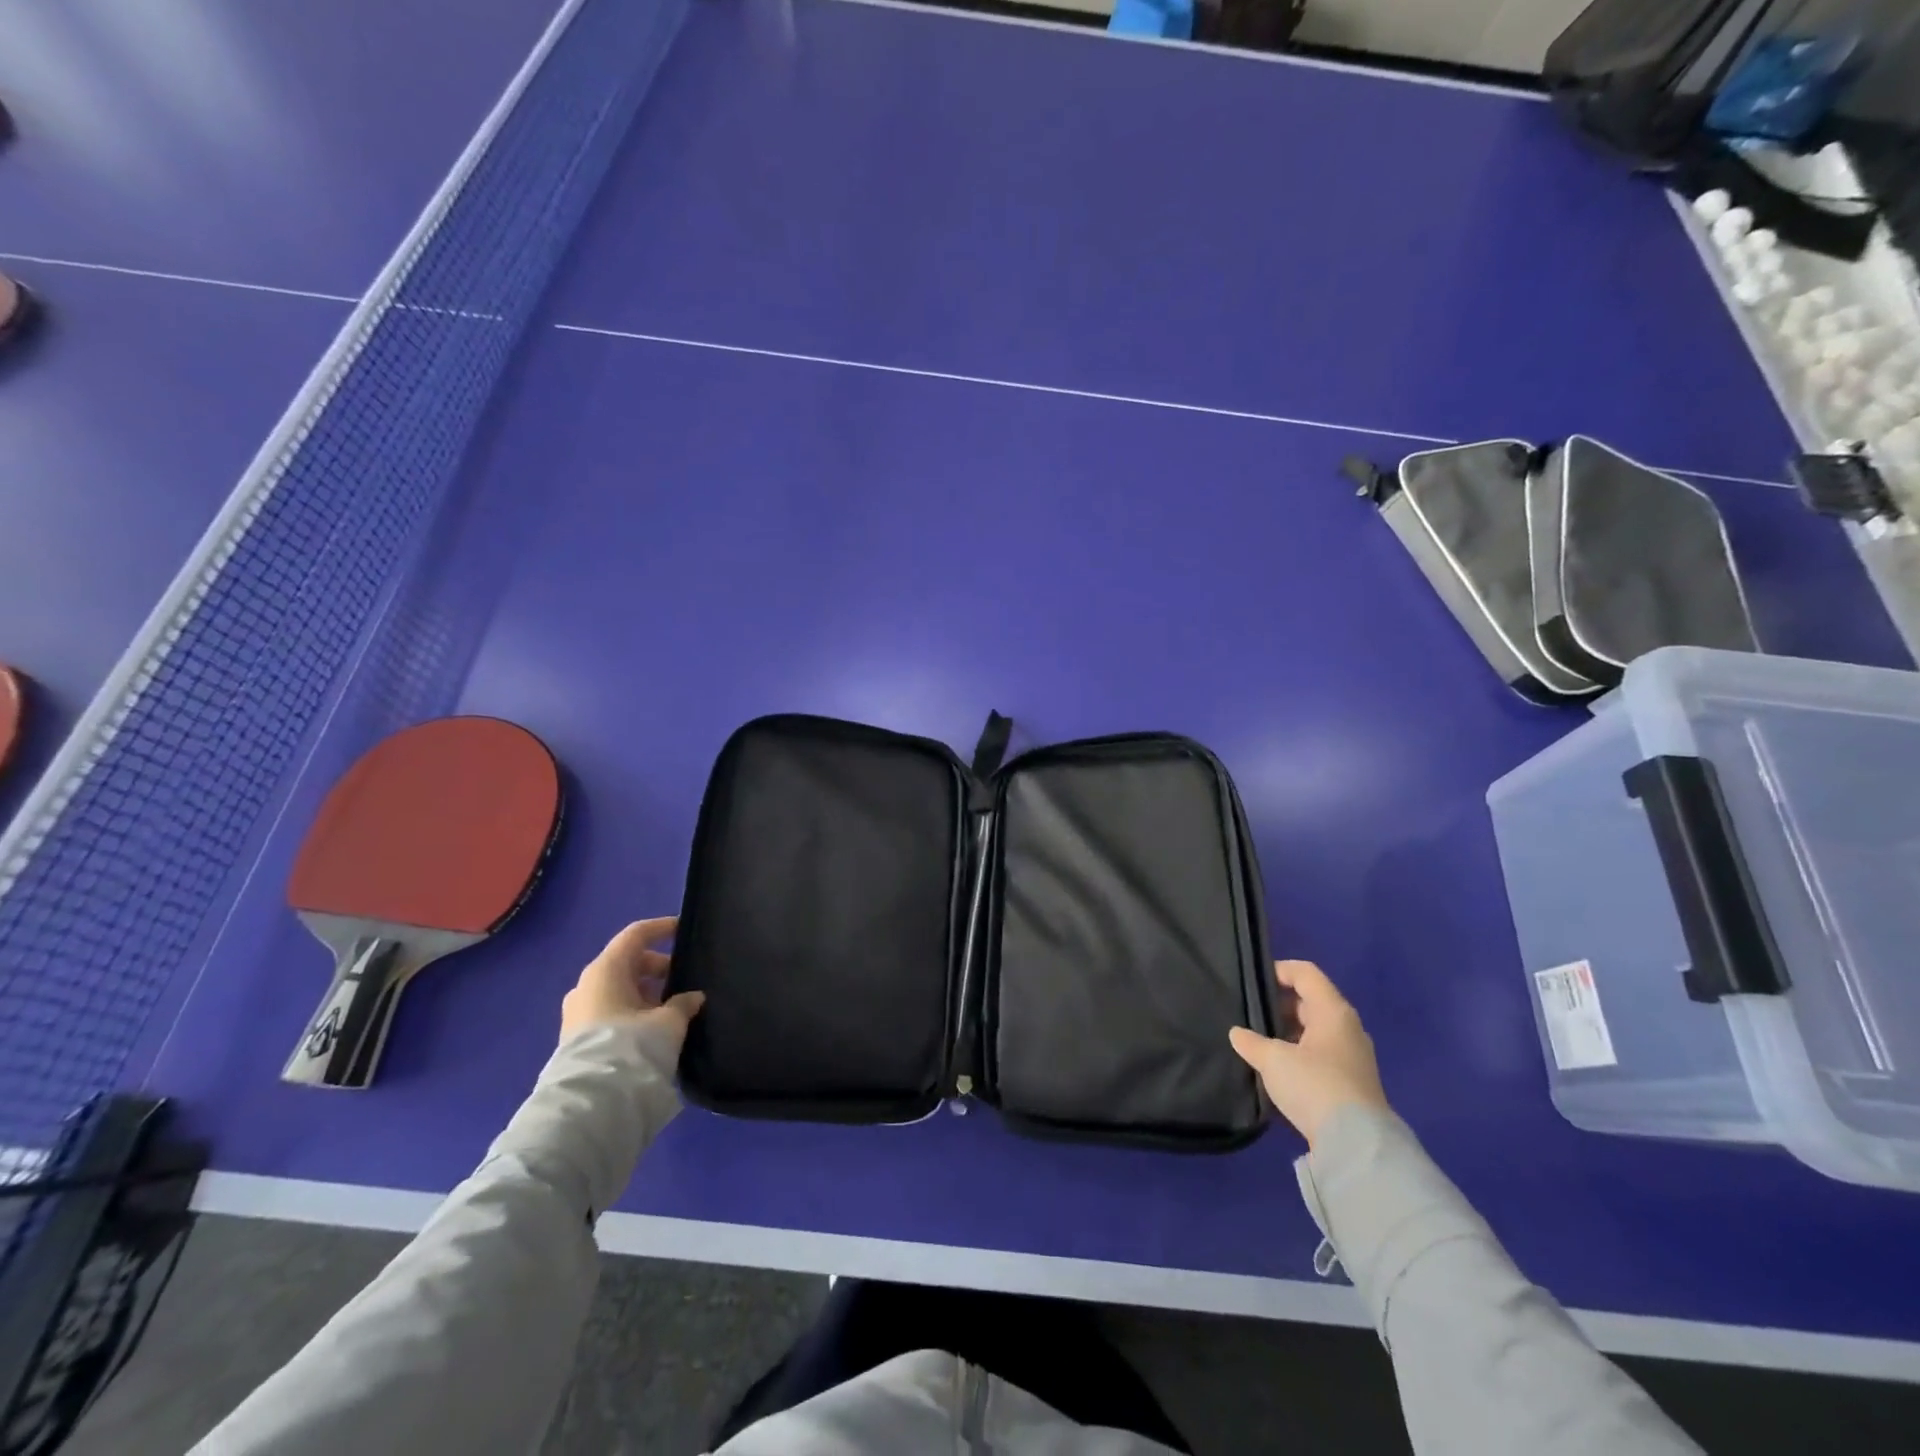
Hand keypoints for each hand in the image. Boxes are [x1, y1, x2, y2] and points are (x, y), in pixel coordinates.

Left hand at [560, 917, 704, 1049]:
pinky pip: (611, 1010)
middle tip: (684, 977)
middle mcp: (587, 985)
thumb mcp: (669, 1021)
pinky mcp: (578, 1038)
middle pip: (626, 962)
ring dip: (645, 992)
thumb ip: (683, 1003)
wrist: (592, 1102)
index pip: (636, 935)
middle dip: (657, 966)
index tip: (684, 930)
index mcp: (606, 969)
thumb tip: (693, 997)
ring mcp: (579, 1012)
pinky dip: (633, 1010)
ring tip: (673, 1006)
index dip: (661, 928)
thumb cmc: (632, 1045)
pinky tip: (653, 1027)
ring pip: (618, 989)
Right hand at [1229, 960, 1387, 1147]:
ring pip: (1316, 1030)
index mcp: (1333, 1011)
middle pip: (1311, 1001)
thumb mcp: (1273, 1060)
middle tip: (1250, 1013)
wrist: (1357, 1144)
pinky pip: (1321, 1054)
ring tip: (1260, 1042)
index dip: (1279, 970)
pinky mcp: (1352, 1082)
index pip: (1306, 973)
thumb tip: (1237, 1033)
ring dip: (1289, 1032)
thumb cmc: (1314, 1085)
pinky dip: (1300, 1053)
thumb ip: (1252, 1042)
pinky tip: (1279, 1068)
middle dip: (1280, 1004)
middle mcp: (1348, 1028)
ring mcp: (1353, 1056)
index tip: (1253, 980)